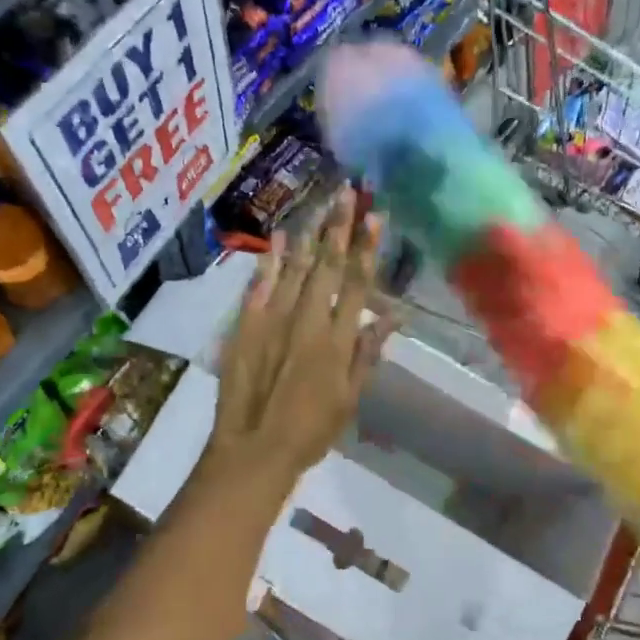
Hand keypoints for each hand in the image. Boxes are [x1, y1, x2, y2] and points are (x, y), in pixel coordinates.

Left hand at [205, 189, 390, 498]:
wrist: (254, 449)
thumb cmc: (311, 431)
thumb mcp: (350, 397)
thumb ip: (369, 353)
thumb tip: (394, 317)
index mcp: (338, 339)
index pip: (357, 283)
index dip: (367, 247)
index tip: (375, 215)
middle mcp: (308, 320)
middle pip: (327, 264)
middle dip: (339, 225)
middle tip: (347, 190)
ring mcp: (273, 319)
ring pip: (296, 267)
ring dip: (310, 233)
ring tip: (321, 202)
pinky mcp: (246, 325)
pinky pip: (260, 285)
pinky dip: (270, 259)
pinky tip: (279, 236)